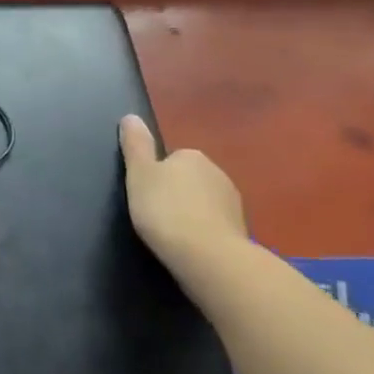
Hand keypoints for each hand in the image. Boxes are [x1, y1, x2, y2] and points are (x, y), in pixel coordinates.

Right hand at [119, 117, 247, 272]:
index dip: (156, 176)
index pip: (171, 159)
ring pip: (204, 203)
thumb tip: (131, 116)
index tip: (146, 195)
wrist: (208, 257)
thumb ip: (135, 145)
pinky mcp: (241, 231)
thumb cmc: (166, 209)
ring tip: (173, 235)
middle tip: (156, 215)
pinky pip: (215, 225)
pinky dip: (204, 232)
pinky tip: (191, 248)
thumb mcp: (139, 173)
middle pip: (189, 180)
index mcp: (192, 156)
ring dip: (192, 214)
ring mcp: (233, 203)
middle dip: (177, 194)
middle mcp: (217, 173)